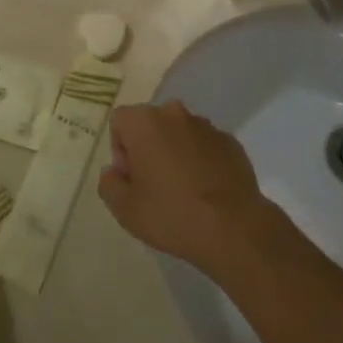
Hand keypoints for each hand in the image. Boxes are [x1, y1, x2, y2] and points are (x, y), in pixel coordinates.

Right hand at [98, 100, 283, 279]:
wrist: (233, 228)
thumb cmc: (171, 214)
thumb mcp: (124, 209)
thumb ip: (109, 184)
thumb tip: (114, 172)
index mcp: (145, 122)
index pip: (120, 121)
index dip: (120, 150)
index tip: (132, 179)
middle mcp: (175, 114)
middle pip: (151, 124)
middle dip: (147, 149)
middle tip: (153, 186)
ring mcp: (207, 126)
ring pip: (180, 134)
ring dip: (175, 153)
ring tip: (182, 191)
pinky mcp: (231, 142)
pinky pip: (206, 146)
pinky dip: (201, 161)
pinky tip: (206, 192)